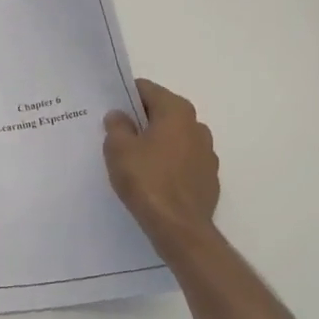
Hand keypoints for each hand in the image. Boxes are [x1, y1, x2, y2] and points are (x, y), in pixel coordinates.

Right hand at [104, 79, 219, 256]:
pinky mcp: (209, 178)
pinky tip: (153, 181)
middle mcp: (197, 126)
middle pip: (163, 113)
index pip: (147, 90)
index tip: (110, 110)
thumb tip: (119, 116)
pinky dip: (168, 165)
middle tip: (117, 135)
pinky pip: (183, 162)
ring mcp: (207, 153)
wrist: (179, 228)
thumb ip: (117, 126)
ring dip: (156, 143)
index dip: (125, 97)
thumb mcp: (118, 149)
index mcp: (177, 111)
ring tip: (133, 161)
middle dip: (141, 121)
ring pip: (174, 139)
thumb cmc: (147, 180)